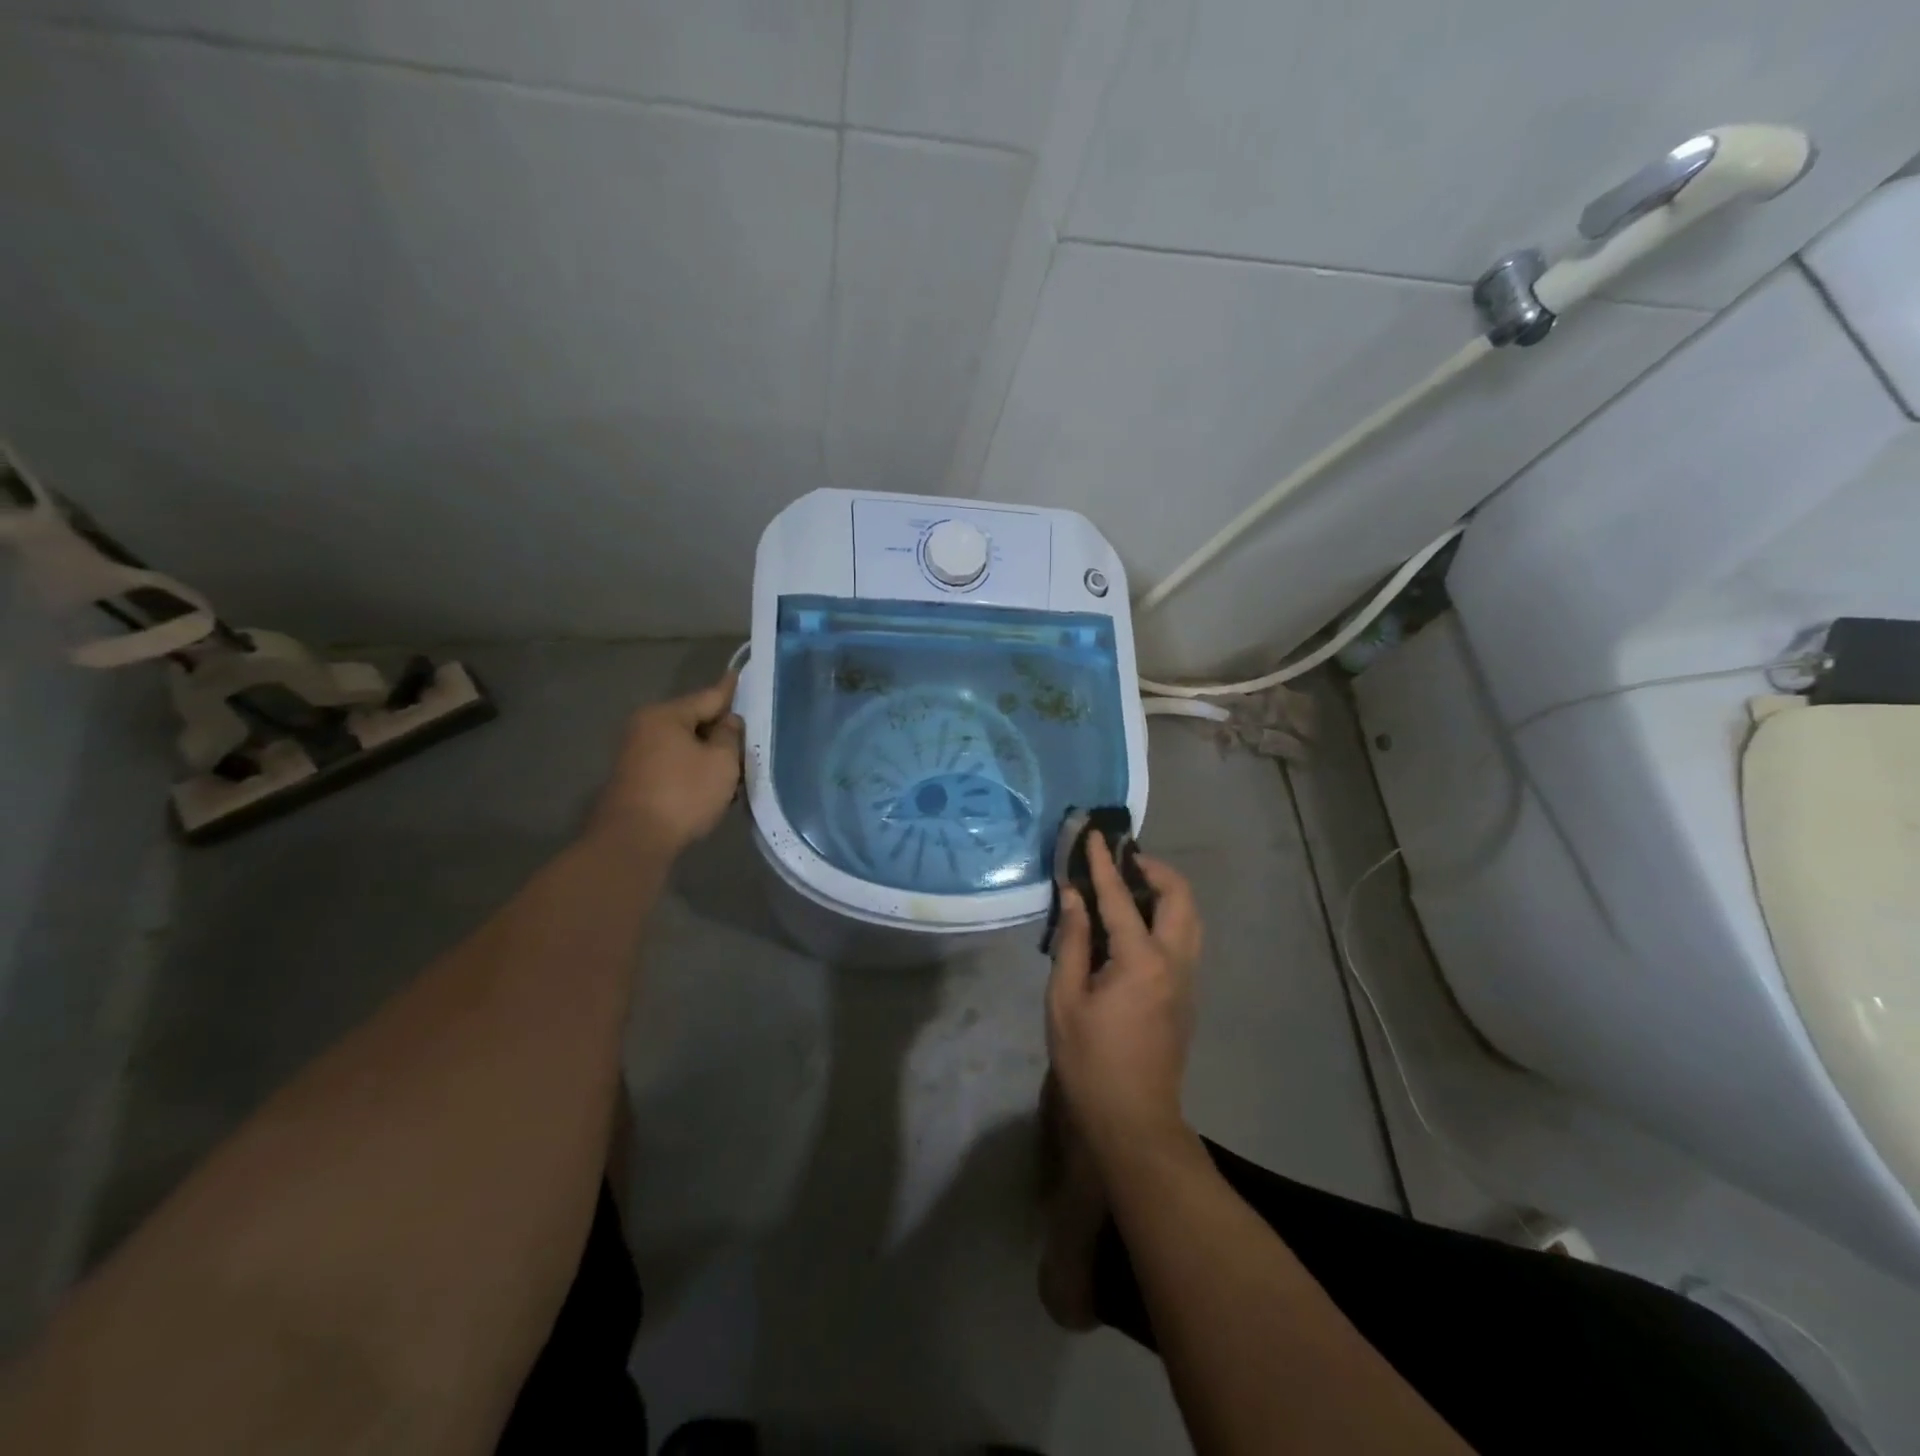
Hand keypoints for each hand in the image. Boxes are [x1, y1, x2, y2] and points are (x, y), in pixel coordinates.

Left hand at [592, 673, 743, 856]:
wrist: (634, 841)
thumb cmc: (683, 794)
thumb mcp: (721, 762)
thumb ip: (730, 736)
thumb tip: (728, 721)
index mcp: (665, 715)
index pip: (708, 696)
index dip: (730, 690)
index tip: (740, 674)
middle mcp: (646, 727)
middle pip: (694, 720)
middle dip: (720, 728)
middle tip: (749, 734)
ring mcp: (637, 753)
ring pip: (685, 744)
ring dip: (708, 752)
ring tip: (736, 763)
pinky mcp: (637, 778)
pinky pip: (674, 763)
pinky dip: (694, 768)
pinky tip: (712, 783)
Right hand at [1046, 836, 1202, 1151]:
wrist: (1133, 1119)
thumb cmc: (1090, 1061)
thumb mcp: (1065, 1000)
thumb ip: (1072, 942)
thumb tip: (1073, 896)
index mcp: (1142, 961)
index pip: (1121, 897)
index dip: (1104, 863)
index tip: (1095, 834)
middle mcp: (1175, 961)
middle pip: (1180, 896)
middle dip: (1154, 867)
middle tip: (1122, 858)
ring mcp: (1188, 978)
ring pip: (1191, 916)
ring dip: (1166, 890)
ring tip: (1131, 883)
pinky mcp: (1188, 993)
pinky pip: (1186, 936)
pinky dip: (1168, 913)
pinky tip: (1138, 921)